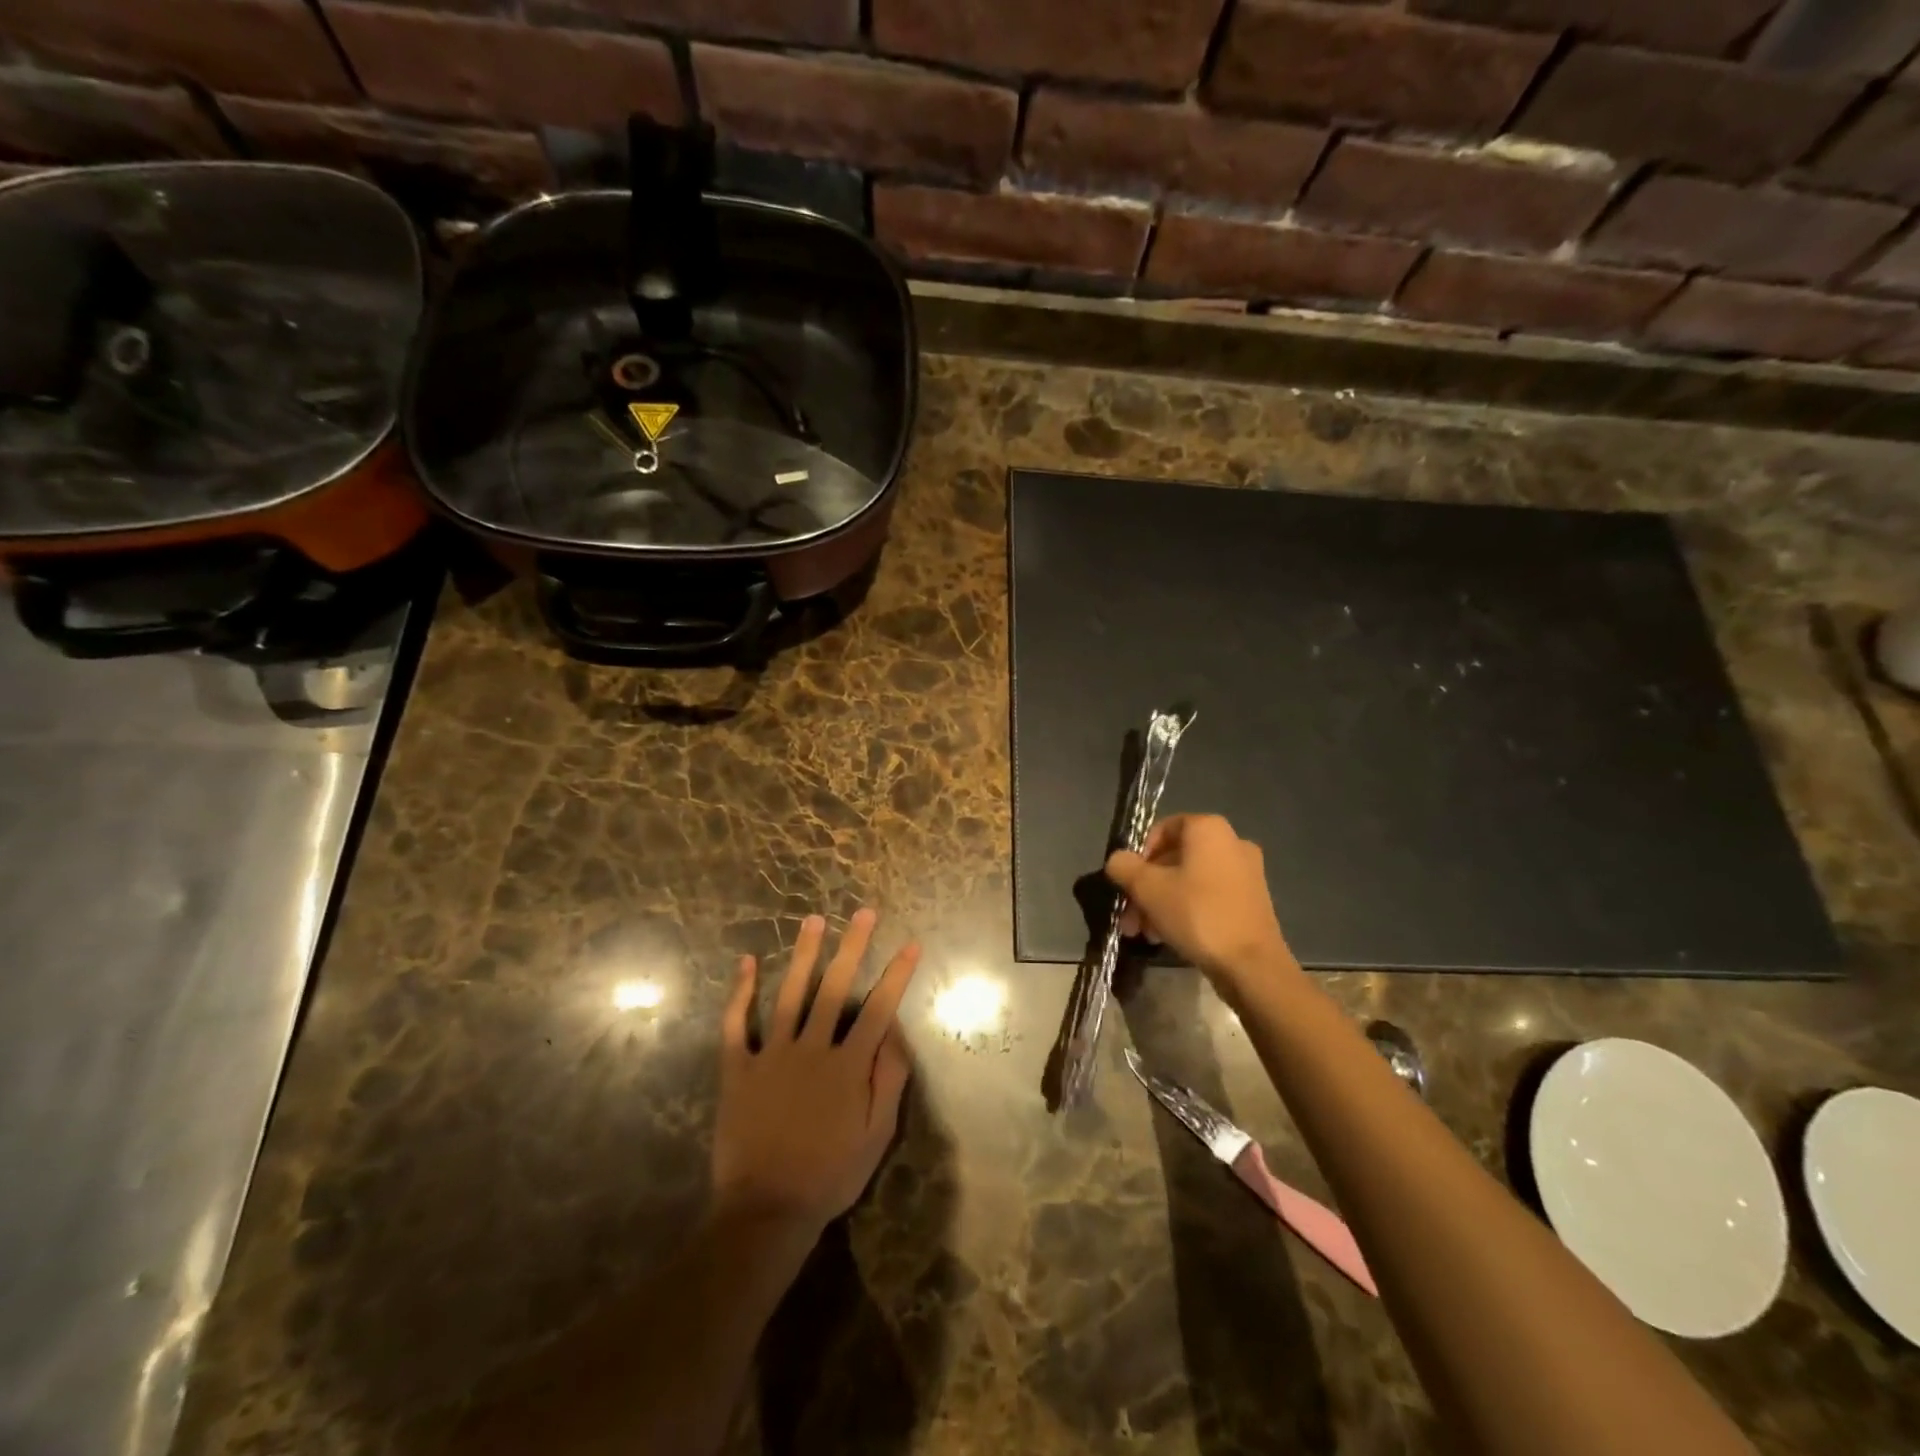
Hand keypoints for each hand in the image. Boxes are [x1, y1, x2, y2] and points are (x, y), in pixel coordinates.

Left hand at [711, 909, 919, 1241]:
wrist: (766, 1211)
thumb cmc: (829, 1175)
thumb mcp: (876, 1136)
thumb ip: (889, 1081)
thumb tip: (895, 1031)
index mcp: (848, 1066)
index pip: (878, 1009)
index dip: (896, 974)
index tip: (910, 944)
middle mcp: (812, 1049)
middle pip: (835, 988)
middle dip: (852, 946)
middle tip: (862, 912)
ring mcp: (772, 1055)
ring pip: (789, 994)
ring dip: (803, 955)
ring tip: (813, 920)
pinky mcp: (738, 1068)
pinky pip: (735, 1024)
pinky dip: (740, 992)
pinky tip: (746, 962)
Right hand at [1105, 814, 1302, 1000]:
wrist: (1252, 965)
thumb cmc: (1197, 915)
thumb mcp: (1147, 888)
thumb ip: (1124, 866)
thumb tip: (1118, 861)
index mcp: (1209, 829)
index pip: (1162, 828)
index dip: (1139, 855)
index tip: (1127, 883)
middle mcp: (1232, 842)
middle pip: (1173, 859)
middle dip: (1146, 888)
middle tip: (1129, 918)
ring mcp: (1246, 873)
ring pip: (1189, 880)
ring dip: (1161, 903)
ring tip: (1145, 934)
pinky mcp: (1252, 901)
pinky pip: (1209, 896)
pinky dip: (1186, 910)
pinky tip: (1169, 936)